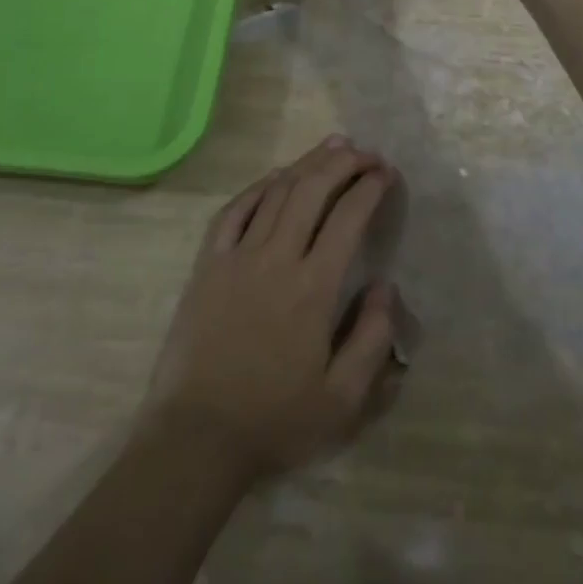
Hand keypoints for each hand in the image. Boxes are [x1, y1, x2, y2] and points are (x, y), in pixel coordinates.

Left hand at [143, 138, 403, 482]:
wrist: (196, 437)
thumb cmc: (273, 420)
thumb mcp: (341, 402)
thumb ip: (372, 340)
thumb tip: (385, 286)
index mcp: (312, 288)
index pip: (347, 218)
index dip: (370, 188)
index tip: (386, 173)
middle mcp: (276, 258)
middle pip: (312, 190)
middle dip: (343, 163)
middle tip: (365, 152)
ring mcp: (237, 255)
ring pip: (276, 192)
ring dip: (306, 164)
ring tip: (331, 147)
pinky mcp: (208, 263)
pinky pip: (234, 210)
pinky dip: (259, 186)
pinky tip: (276, 176)